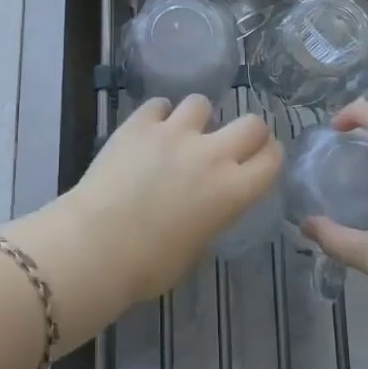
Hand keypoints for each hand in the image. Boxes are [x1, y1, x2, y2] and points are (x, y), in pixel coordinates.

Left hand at [6, 96, 280, 346]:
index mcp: (232, 191)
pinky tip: (149, 130)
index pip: (271, 160)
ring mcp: (174, 133)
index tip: (261, 160)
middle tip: (230, 144)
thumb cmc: (148, 265)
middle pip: (251, 124)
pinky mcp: (138, 124)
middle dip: (248, 132)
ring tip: (182, 134)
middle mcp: (211, 154)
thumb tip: (202, 205)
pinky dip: (158, 115)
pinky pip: (158, 105)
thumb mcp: (195, 248)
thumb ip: (209, 217)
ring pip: (201, 103)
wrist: (96, 244)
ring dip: (197, 119)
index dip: (270, 157)